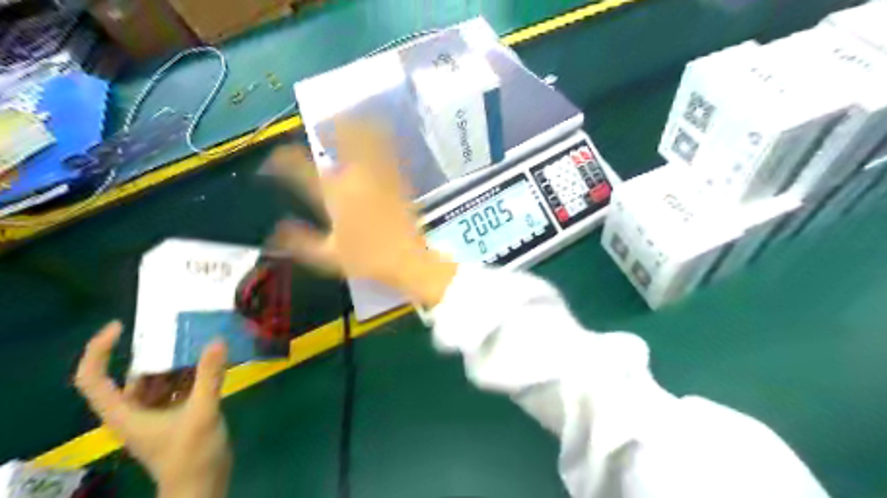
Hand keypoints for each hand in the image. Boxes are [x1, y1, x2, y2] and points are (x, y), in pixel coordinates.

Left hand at [74, 324, 230, 497]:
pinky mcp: (178, 414)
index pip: (93, 379)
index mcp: (125, 412)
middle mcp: (136, 410)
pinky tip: (214, 360)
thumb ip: (209, 376)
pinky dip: (194, 372)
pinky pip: (181, 385)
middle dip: (156, 351)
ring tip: (201, 338)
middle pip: (135, 373)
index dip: (100, 350)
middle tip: (180, 328)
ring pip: (161, 378)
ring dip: (180, 360)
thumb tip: (217, 340)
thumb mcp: (201, 412)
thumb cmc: (190, 455)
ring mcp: (157, 412)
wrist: (202, 485)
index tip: (122, 326)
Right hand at [268, 121, 455, 306]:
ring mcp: (380, 177)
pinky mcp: (399, 181)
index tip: (275, 160)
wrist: (407, 260)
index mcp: (335, 196)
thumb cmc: (367, 258)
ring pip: (367, 141)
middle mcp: (356, 179)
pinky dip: (381, 140)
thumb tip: (274, 232)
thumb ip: (301, 241)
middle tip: (324, 123)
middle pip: (341, 142)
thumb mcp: (328, 255)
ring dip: (357, 127)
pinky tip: (379, 135)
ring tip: (349, 117)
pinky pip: (389, 153)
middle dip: (331, 128)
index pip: (302, 171)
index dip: (283, 162)